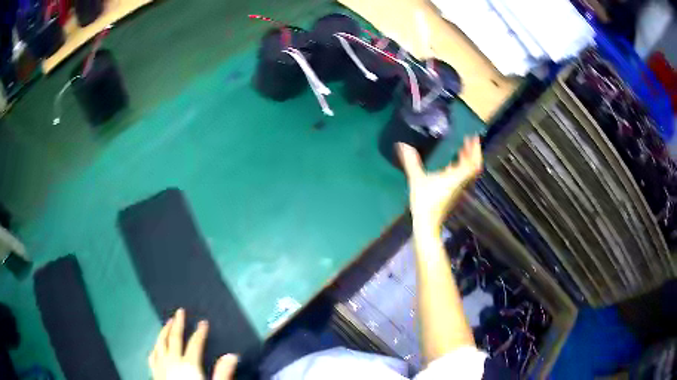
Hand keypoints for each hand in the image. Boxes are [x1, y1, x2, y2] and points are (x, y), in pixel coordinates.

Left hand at [149, 308, 237, 379]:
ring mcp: (160, 366)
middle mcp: (172, 361)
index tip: (204, 322)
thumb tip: (232, 355)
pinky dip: (155, 346)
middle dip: (178, 324)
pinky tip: (157, 345)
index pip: (195, 344)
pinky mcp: (154, 372)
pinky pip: (152, 354)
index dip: (200, 332)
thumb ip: (222, 373)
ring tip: (168, 322)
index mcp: (188, 365)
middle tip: (180, 311)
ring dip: (164, 331)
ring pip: (160, 343)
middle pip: (174, 338)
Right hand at [397, 136, 482, 230]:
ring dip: (467, 159)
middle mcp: (460, 181)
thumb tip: (402, 145)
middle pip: (473, 166)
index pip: (472, 163)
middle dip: (473, 152)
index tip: (474, 137)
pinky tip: (452, 163)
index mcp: (455, 177)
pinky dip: (461, 166)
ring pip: (467, 171)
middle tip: (470, 140)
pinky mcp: (452, 192)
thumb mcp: (417, 179)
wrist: (427, 223)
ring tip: (463, 148)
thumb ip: (411, 162)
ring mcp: (457, 188)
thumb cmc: (425, 201)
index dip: (475, 150)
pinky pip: (461, 176)